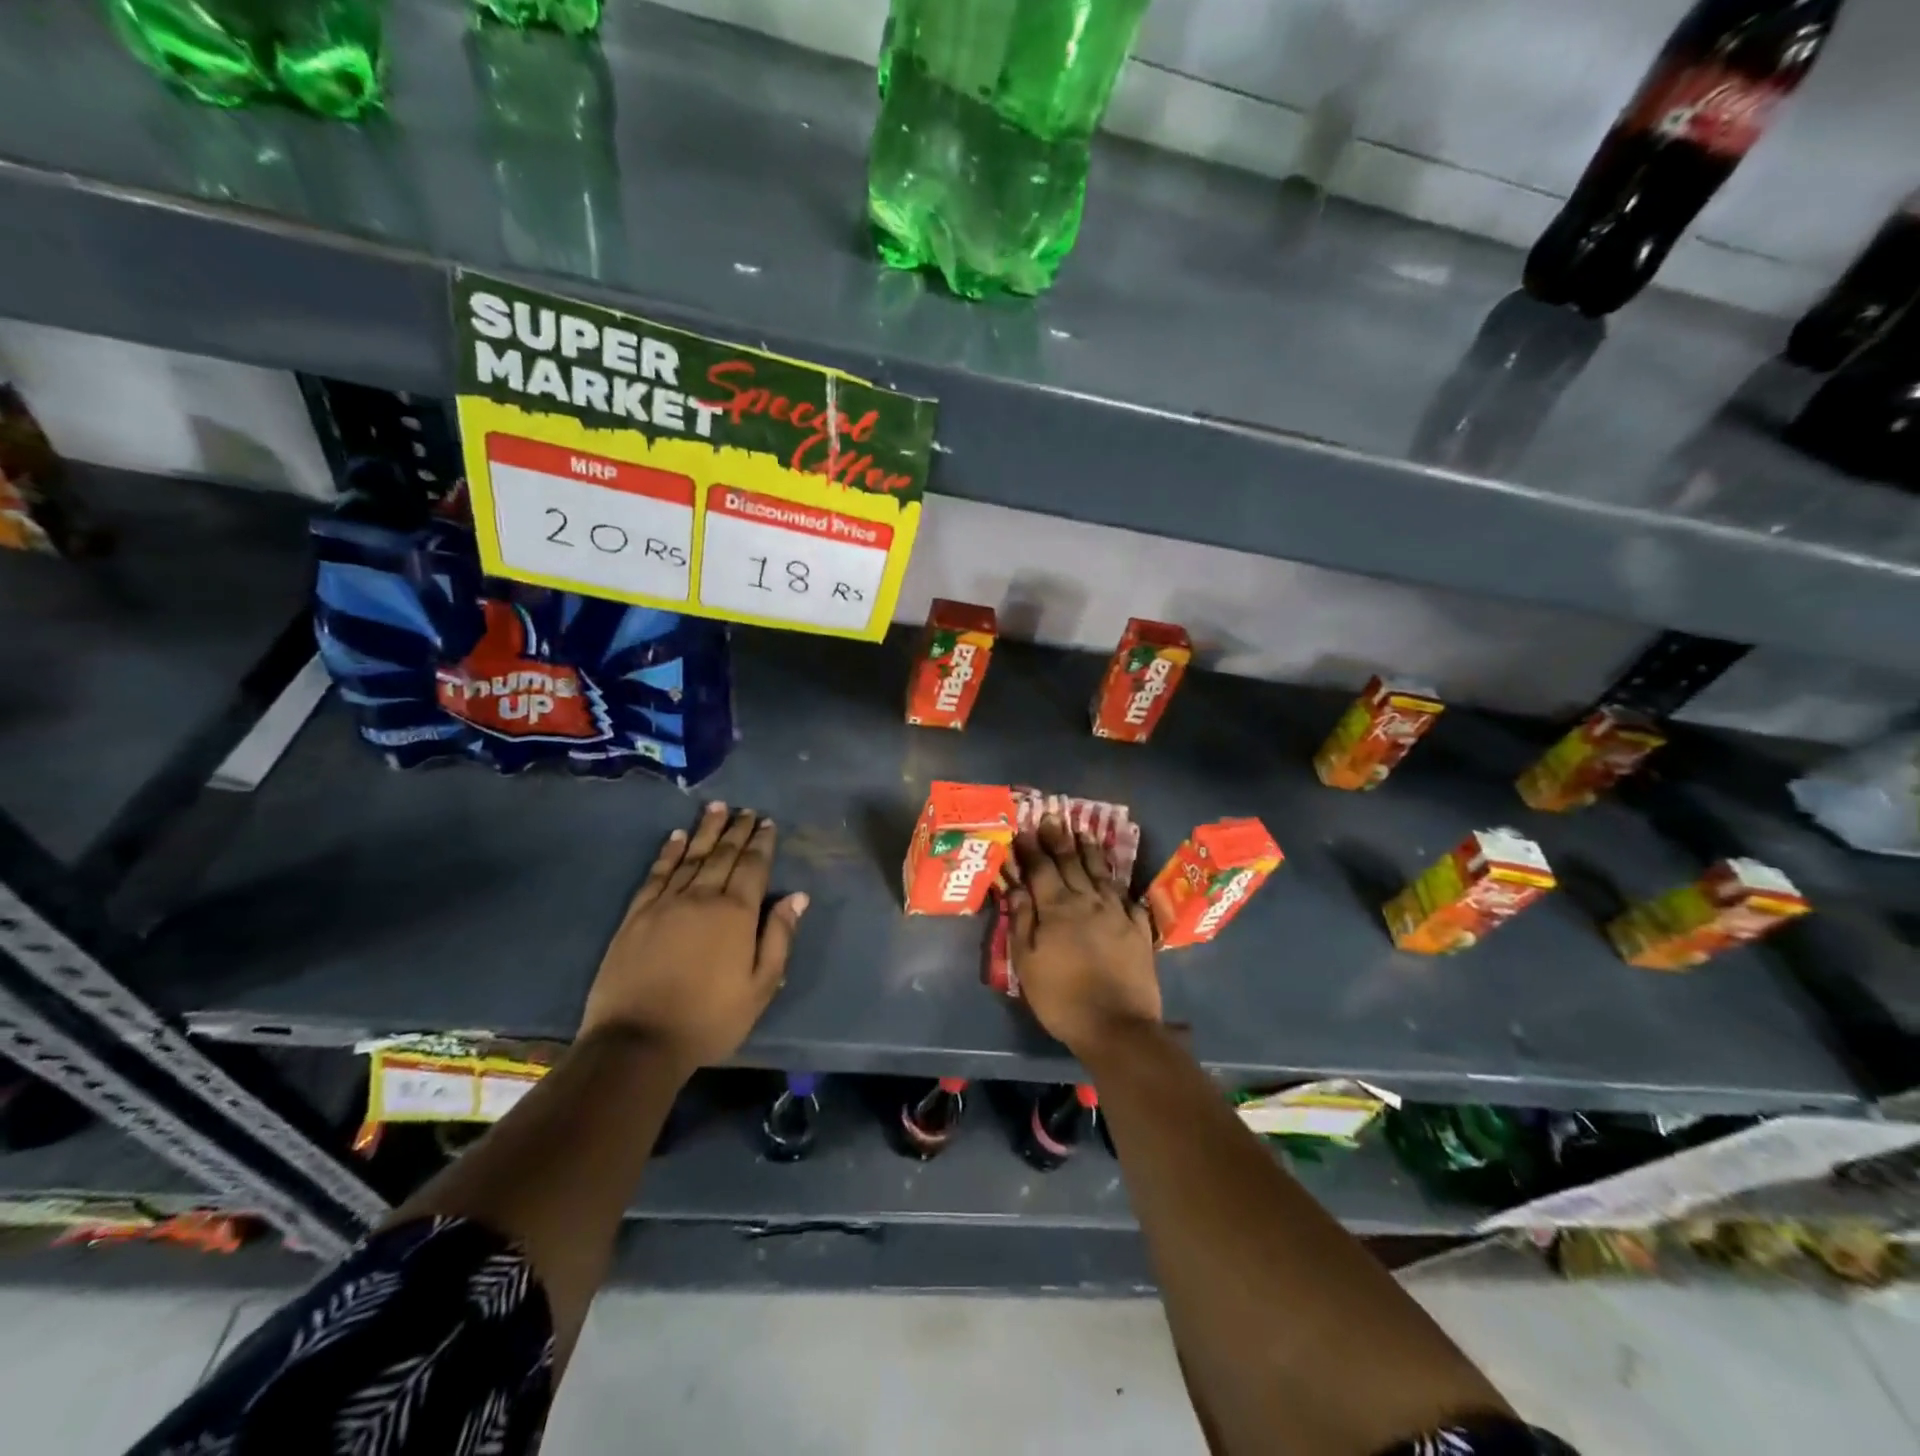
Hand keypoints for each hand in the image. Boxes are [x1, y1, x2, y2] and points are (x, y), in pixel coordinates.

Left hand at [579, 801, 806, 1072]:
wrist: (637, 1042)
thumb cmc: (709, 1018)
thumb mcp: (760, 987)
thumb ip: (779, 937)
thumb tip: (797, 897)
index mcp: (736, 913)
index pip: (753, 867)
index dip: (762, 843)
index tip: (767, 822)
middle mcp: (702, 897)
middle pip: (723, 855)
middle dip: (737, 830)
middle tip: (746, 810)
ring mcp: (665, 903)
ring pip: (691, 856)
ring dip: (706, 830)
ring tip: (717, 808)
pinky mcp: (636, 915)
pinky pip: (657, 873)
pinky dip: (669, 852)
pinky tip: (676, 837)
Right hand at [1007, 815, 1161, 1057]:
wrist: (1117, 1026)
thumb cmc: (1062, 998)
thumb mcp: (1027, 963)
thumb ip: (1022, 921)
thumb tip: (1016, 888)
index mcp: (1057, 908)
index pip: (1041, 869)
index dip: (1032, 848)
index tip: (1024, 829)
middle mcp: (1087, 902)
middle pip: (1071, 864)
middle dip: (1059, 839)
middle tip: (1053, 817)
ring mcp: (1117, 913)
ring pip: (1101, 874)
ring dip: (1090, 852)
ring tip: (1083, 833)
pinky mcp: (1139, 929)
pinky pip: (1129, 898)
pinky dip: (1120, 885)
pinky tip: (1118, 879)